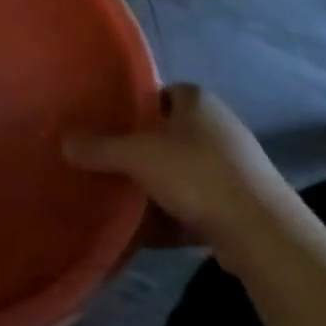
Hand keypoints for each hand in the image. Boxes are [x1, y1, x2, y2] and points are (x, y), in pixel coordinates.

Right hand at [63, 85, 297, 269]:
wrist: (262, 233)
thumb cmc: (197, 174)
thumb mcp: (137, 156)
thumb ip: (99, 148)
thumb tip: (64, 142)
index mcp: (197, 101)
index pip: (159, 92)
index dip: (133, 107)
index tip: (107, 125)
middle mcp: (218, 127)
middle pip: (168, 134)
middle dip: (140, 151)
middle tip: (107, 163)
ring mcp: (232, 167)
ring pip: (181, 172)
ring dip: (155, 187)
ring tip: (121, 199)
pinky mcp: (239, 205)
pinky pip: (195, 204)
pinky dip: (172, 215)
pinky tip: (146, 232)